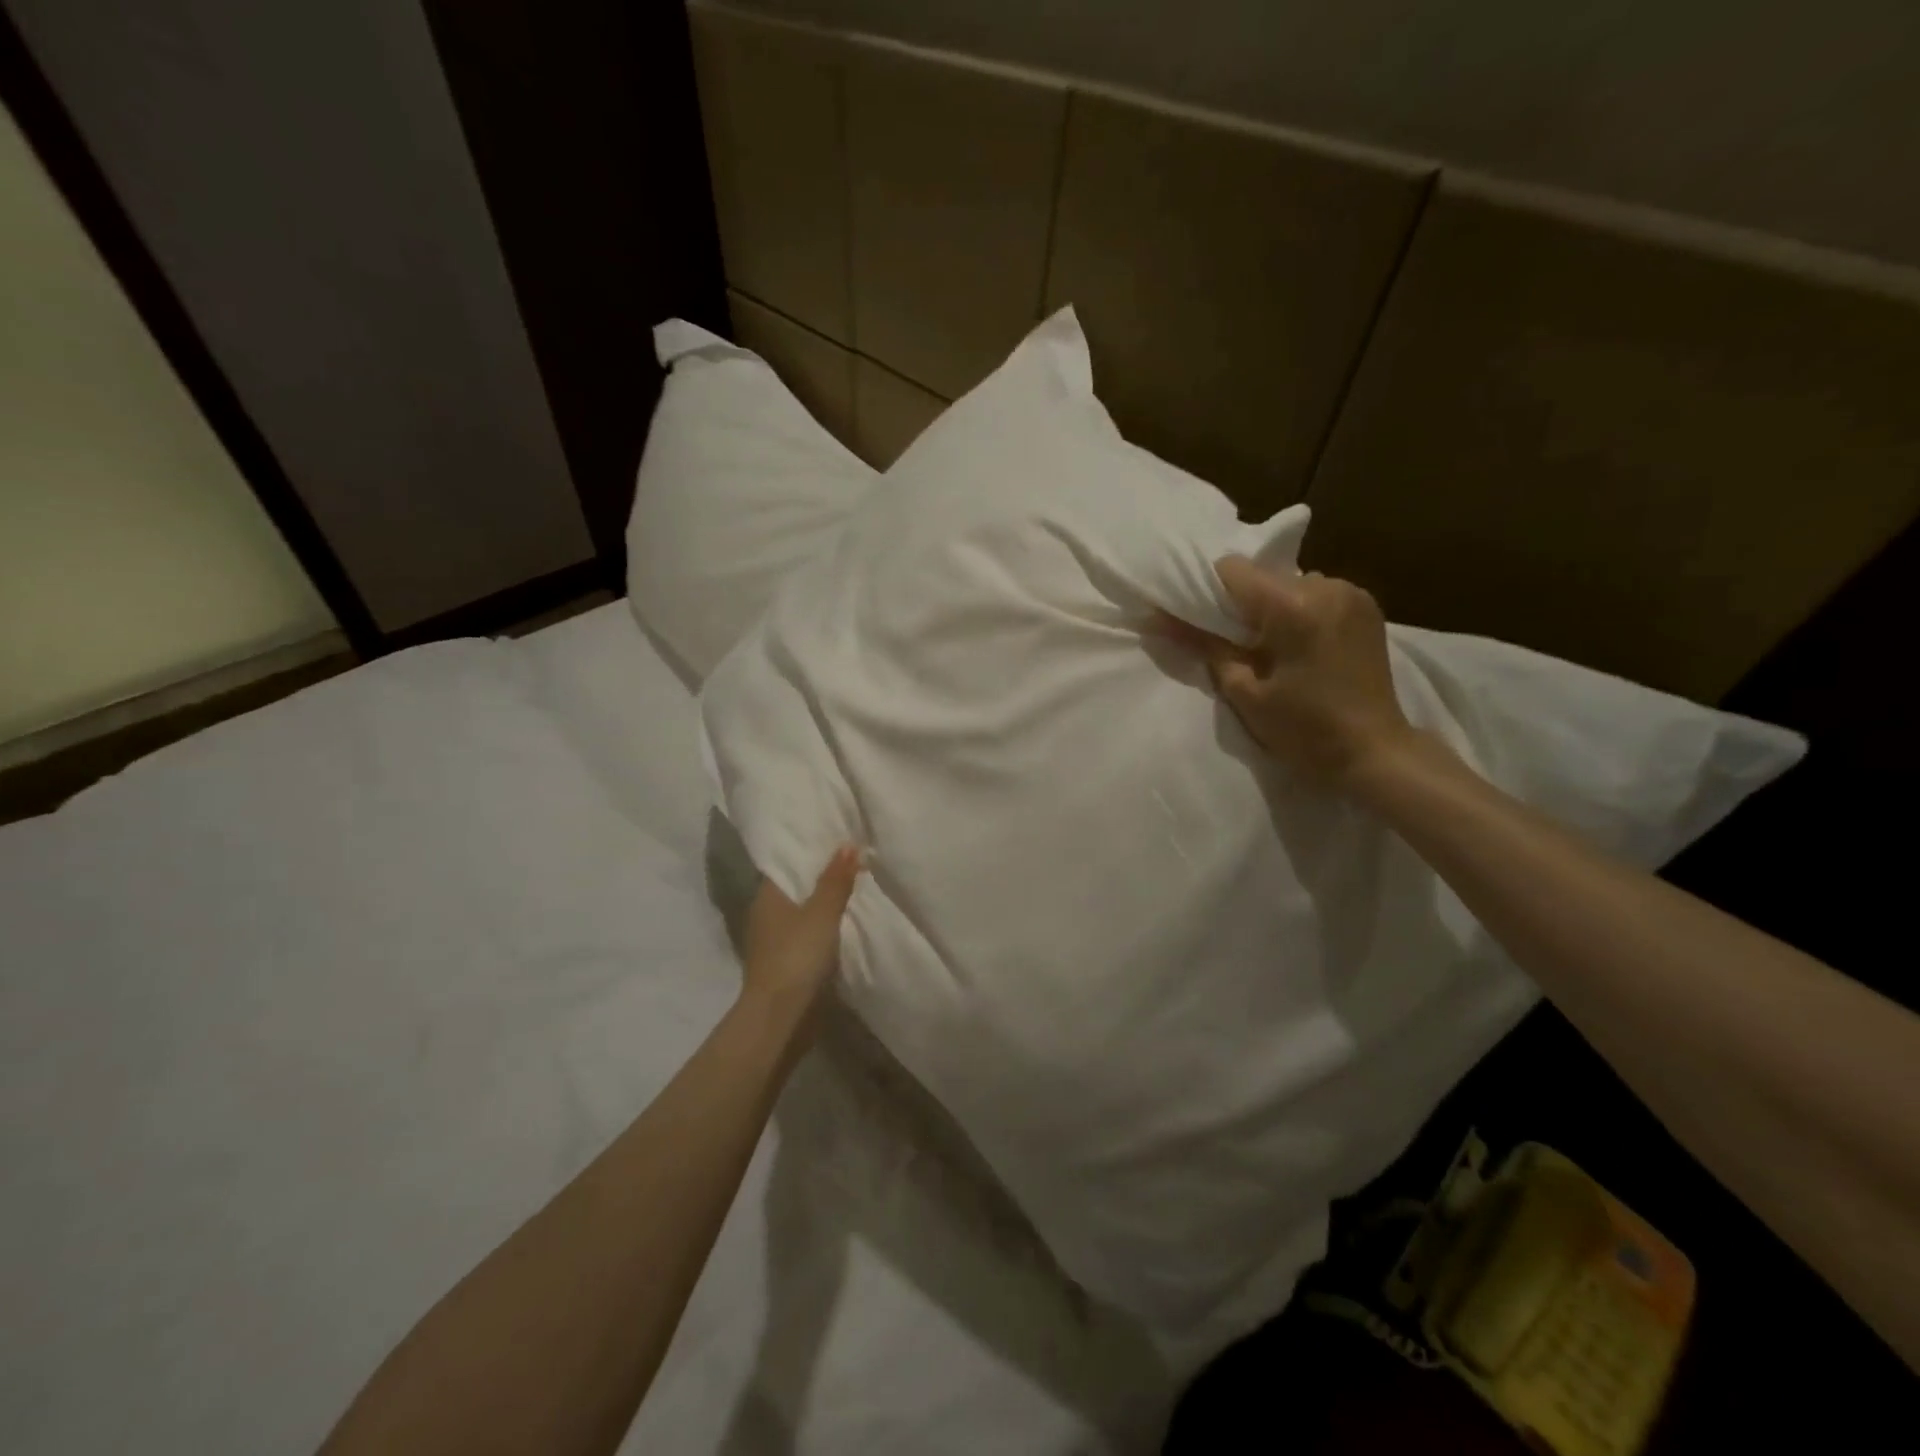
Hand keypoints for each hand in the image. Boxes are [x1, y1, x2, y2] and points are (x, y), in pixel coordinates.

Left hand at [741, 846, 862, 1016]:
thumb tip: (847, 844)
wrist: (781, 1017)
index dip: (810, 848)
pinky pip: (808, 934)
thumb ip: (835, 880)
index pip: (787, 862)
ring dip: (824, 902)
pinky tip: (846, 921)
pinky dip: (824, 926)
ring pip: (803, 911)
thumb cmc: (797, 957)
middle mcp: (766, 914)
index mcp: (767, 896)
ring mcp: (774, 940)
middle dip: (821, 874)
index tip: (836, 836)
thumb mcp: (822, 913)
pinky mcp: (786, 963)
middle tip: (854, 857)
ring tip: (856, 885)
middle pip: (796, 886)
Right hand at [1168, 557, 1415, 789]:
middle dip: (1239, 604)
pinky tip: (1297, 645)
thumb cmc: (1305, 731)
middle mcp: (1326, 587)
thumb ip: (1205, 647)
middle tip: (1230, 643)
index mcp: (1294, 607)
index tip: (1196, 620)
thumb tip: (1160, 619)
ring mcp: (1352, 594)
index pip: (1233, 569)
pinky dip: (1297, 612)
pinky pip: (1315, 594)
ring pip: (1288, 584)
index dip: (1206, 591)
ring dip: (1271, 608)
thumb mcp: (1245, 692)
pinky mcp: (1366, 606)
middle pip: (1261, 576)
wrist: (1374, 752)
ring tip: (1268, 647)